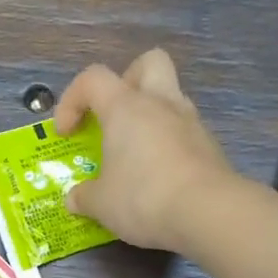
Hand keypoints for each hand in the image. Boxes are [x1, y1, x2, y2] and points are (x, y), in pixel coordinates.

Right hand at [56, 49, 236, 252]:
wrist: (207, 213)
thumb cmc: (143, 198)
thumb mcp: (101, 204)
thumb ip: (84, 197)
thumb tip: (75, 199)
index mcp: (126, 107)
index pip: (93, 79)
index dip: (72, 100)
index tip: (67, 134)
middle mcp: (161, 104)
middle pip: (148, 64)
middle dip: (128, 83)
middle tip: (114, 117)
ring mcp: (191, 122)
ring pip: (170, 99)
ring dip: (151, 118)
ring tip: (136, 155)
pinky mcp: (210, 147)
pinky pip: (184, 133)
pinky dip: (169, 146)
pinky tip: (160, 178)